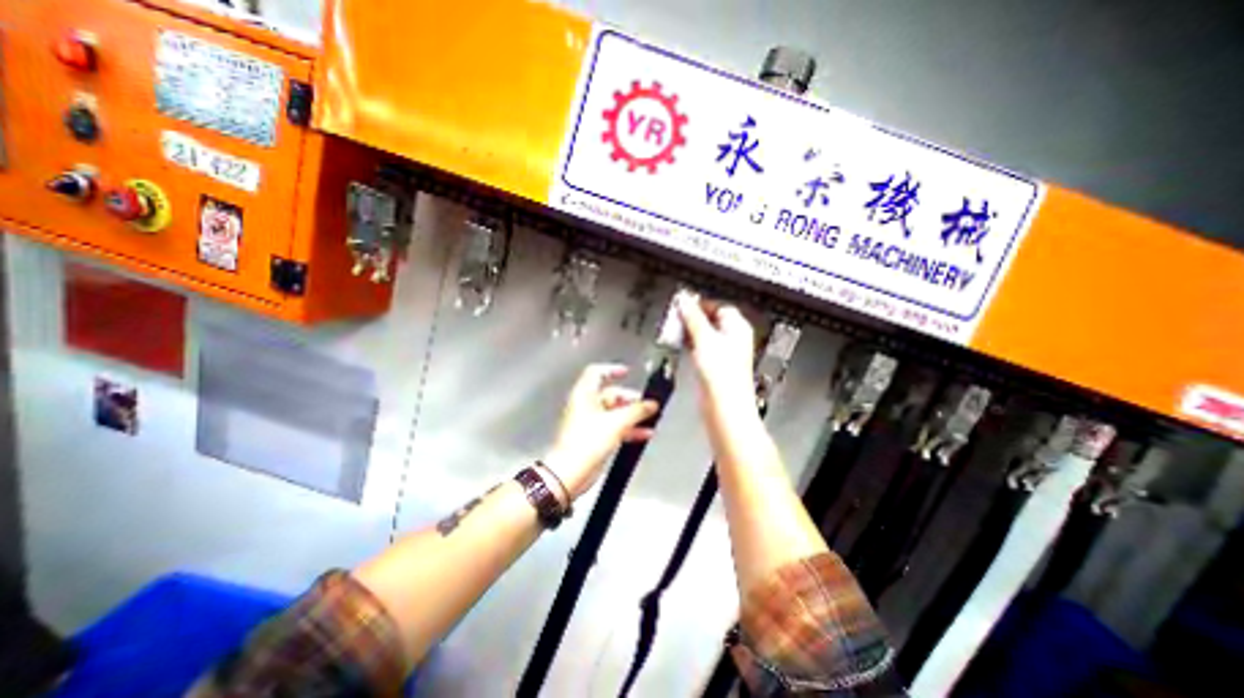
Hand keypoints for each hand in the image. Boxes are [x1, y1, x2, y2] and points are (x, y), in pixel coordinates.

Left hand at [545, 364, 658, 501]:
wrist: (571, 472)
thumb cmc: (587, 442)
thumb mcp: (616, 423)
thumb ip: (637, 411)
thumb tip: (652, 404)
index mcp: (584, 394)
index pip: (596, 372)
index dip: (612, 370)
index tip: (627, 372)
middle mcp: (586, 405)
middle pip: (610, 394)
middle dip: (630, 399)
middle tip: (647, 405)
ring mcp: (590, 422)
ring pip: (614, 412)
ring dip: (632, 415)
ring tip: (650, 419)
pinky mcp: (594, 437)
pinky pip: (614, 427)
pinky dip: (628, 429)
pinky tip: (644, 434)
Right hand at [678, 294, 757, 418]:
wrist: (724, 406)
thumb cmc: (723, 376)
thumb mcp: (704, 338)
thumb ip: (693, 317)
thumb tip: (684, 300)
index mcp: (737, 327)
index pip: (719, 305)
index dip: (701, 303)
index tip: (683, 303)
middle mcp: (733, 339)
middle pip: (711, 320)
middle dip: (693, 317)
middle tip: (676, 316)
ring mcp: (724, 353)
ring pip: (705, 334)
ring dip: (690, 330)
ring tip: (674, 329)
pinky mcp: (714, 366)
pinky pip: (701, 348)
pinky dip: (691, 344)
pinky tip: (680, 344)